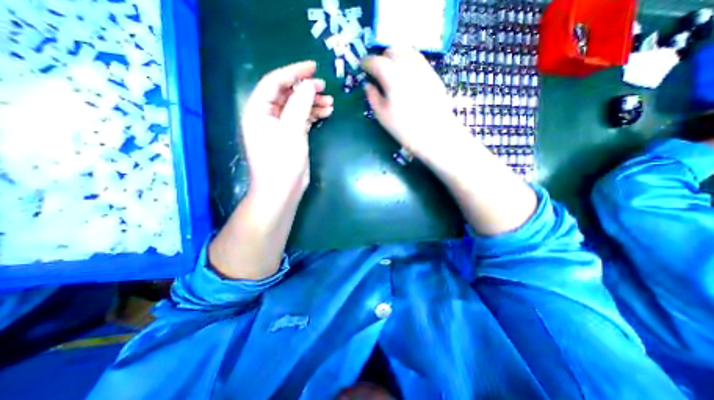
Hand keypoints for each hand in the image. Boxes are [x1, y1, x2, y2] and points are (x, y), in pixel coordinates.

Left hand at [241, 61, 332, 201]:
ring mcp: (279, 127)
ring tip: (330, 103)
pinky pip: (301, 119)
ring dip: (312, 103)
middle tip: (324, 87)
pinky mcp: (290, 136)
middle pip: (286, 94)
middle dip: (305, 89)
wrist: (282, 191)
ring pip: (296, 107)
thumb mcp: (291, 132)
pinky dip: (312, 115)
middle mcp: (267, 116)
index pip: (274, 82)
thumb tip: (309, 85)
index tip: (313, 67)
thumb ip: (299, 105)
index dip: (293, 72)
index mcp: (258, 111)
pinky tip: (325, 113)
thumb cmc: (282, 162)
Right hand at [360, 47, 466, 163]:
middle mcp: (408, 67)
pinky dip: (409, 61)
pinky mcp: (433, 75)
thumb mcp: (382, 116)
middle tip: (377, 70)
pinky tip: (406, 75)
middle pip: (392, 50)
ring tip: (392, 70)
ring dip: (396, 56)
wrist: (434, 135)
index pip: (376, 61)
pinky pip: (419, 59)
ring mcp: (423, 69)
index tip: (362, 67)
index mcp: (393, 78)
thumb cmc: (404, 129)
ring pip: (407, 51)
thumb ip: (372, 97)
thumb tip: (368, 85)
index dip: (366, 62)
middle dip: (382, 57)